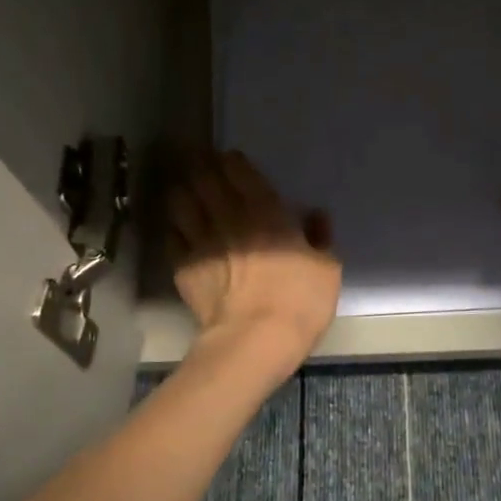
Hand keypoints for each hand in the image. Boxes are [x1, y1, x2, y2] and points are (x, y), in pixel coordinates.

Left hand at [169, 151, 340, 365]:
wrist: (254, 340)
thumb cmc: (299, 302)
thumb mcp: (327, 269)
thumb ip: (320, 237)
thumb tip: (316, 216)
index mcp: (266, 212)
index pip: (240, 171)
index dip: (232, 161)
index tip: (230, 159)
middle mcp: (228, 217)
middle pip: (205, 179)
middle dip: (203, 167)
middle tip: (203, 165)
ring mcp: (200, 241)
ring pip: (181, 202)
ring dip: (184, 192)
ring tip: (187, 191)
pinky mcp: (183, 267)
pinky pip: (172, 236)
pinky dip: (175, 228)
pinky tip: (179, 230)